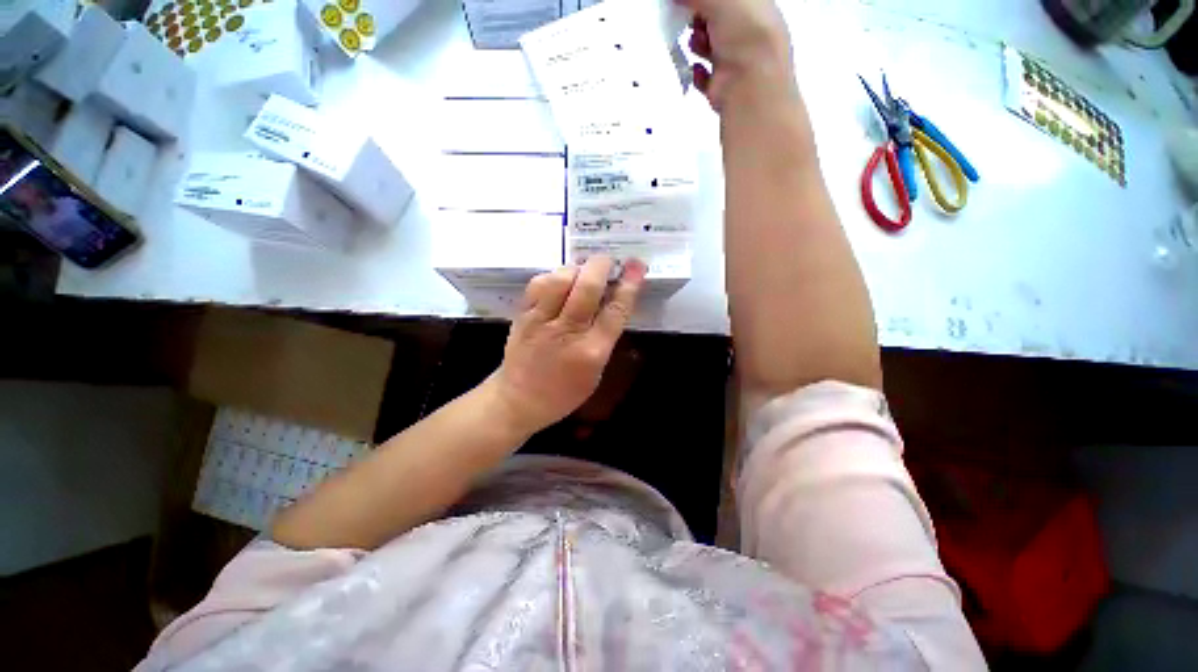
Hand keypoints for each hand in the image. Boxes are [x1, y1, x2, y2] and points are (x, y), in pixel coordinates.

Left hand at [490, 256, 646, 435]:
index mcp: (591, 351)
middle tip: (607, 260)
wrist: (518, 400)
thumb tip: (612, 303)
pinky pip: (537, 284)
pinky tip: (559, 280)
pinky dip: (552, 276)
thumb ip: (604, 338)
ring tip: (582, 270)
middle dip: (601, 266)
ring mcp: (541, 322)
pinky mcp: (522, 316)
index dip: (629, 285)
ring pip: (560, 280)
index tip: (636, 266)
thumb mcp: (595, 373)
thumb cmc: (563, 393)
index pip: (615, 311)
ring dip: (576, 268)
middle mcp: (567, 332)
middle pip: (587, 288)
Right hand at [680, 0, 795, 111]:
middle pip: (715, 20)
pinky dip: (697, 73)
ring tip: (696, 44)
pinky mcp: (723, 86)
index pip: (727, 0)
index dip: (707, 0)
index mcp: (754, 5)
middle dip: (699, 18)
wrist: (751, 84)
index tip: (690, 2)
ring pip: (709, 47)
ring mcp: (736, 59)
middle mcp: (746, 31)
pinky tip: (697, 70)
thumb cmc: (746, 33)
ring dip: (697, 44)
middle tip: (689, 19)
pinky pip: (704, 78)